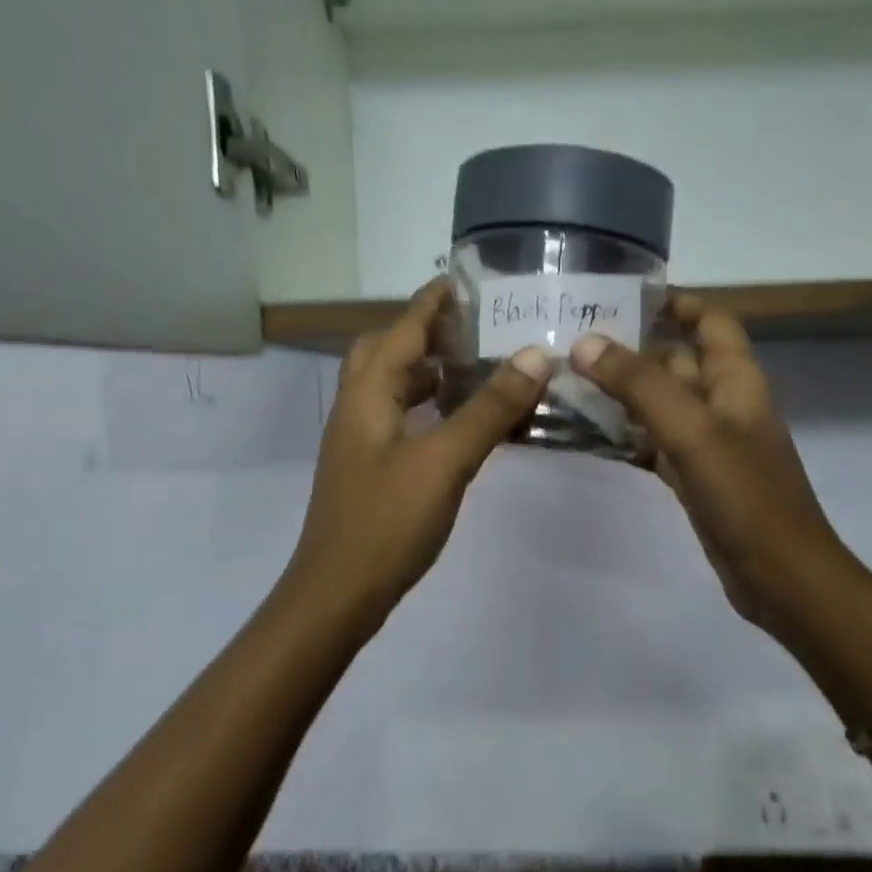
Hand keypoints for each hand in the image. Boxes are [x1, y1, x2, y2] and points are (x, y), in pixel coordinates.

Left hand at [286, 279, 551, 630]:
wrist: (338, 594)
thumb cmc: (387, 521)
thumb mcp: (444, 460)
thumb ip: (488, 408)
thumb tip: (534, 355)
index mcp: (367, 394)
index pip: (401, 329)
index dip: (432, 301)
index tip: (465, 278)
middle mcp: (357, 409)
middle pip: (386, 352)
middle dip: (426, 333)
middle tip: (473, 329)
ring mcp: (360, 442)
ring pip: (392, 389)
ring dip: (428, 372)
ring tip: (476, 368)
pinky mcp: (371, 471)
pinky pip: (401, 421)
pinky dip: (429, 409)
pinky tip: (460, 424)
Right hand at [569, 297, 846, 647]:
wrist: (780, 575)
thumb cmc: (744, 495)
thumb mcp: (691, 431)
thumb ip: (640, 384)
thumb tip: (585, 343)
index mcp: (737, 380)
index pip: (712, 322)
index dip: (678, 304)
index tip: (626, 295)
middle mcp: (725, 404)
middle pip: (678, 362)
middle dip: (634, 349)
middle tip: (574, 343)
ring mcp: (711, 444)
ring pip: (664, 405)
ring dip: (626, 394)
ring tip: (571, 384)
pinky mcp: (697, 479)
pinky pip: (658, 443)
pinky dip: (630, 435)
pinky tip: (594, 436)